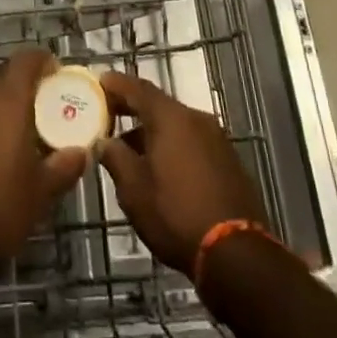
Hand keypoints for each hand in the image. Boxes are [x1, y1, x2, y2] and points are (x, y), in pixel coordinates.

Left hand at [0, 50, 87, 275]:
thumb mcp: (42, 192)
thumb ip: (65, 166)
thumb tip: (82, 152)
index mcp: (7, 100)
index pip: (26, 59)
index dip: (44, 62)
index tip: (58, 75)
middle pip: (6, 79)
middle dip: (27, 92)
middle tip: (46, 116)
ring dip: (4, 111)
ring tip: (21, 140)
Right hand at [97, 70, 264, 275]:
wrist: (238, 255)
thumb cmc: (177, 215)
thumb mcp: (134, 191)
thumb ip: (115, 158)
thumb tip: (104, 142)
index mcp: (171, 118)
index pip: (137, 88)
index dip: (116, 84)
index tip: (98, 82)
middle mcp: (196, 118)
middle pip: (158, 105)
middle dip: (132, 109)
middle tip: (108, 115)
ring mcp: (217, 139)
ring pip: (176, 125)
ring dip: (152, 132)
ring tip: (130, 151)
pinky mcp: (229, 161)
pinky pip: (192, 141)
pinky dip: (173, 146)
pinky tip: (161, 169)